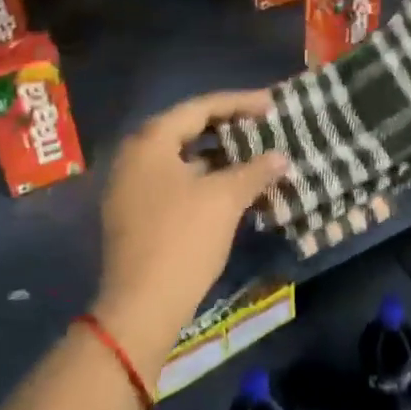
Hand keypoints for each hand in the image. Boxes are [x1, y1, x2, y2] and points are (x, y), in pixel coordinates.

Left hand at [95, 90, 286, 371]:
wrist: (141, 306)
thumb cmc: (183, 239)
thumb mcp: (225, 199)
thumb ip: (255, 170)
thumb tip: (280, 157)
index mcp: (151, 141)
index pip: (200, 107)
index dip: (240, 103)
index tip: (271, 104)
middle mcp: (134, 155)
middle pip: (187, 128)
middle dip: (228, 126)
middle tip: (262, 125)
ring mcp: (130, 186)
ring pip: (181, 157)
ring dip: (217, 154)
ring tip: (252, 154)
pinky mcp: (134, 212)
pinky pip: (174, 180)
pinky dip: (203, 177)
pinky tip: (230, 186)